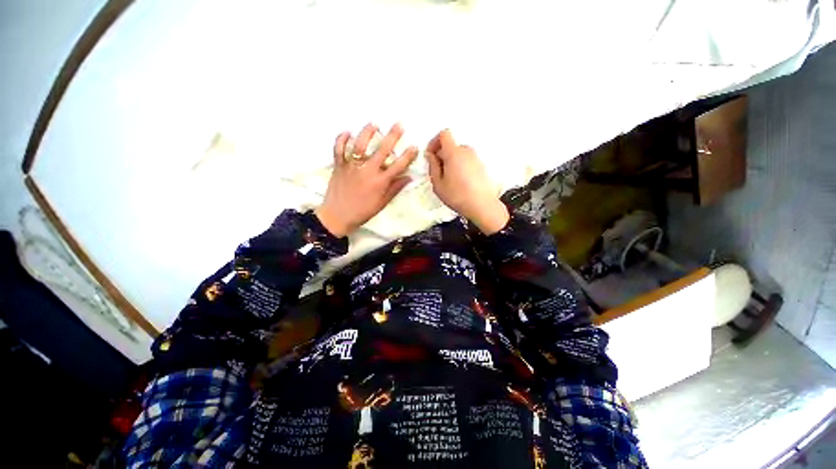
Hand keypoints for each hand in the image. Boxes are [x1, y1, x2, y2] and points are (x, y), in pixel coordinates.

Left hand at [315, 123, 418, 237]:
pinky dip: (342, 139)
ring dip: (367, 133)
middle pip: (382, 151)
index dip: (407, 156)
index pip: (397, 166)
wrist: (337, 216)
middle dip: (392, 136)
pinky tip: (347, 132)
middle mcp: (367, 171)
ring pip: (359, 145)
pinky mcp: (339, 166)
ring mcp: (351, 167)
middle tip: (399, 125)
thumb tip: (408, 177)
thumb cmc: (362, 212)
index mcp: (379, 182)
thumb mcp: (382, 203)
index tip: (414, 147)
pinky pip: (338, 149)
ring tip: (374, 123)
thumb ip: (394, 189)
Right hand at [425, 129, 508, 234]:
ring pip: (459, 154)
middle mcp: (466, 151)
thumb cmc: (457, 196)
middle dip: (442, 155)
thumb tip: (431, 155)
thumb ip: (432, 166)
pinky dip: (460, 166)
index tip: (430, 155)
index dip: (434, 142)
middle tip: (437, 172)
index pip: (444, 134)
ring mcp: (475, 158)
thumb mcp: (438, 184)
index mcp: (454, 153)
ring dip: (451, 161)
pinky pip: (466, 160)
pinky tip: (459, 182)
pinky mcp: (481, 166)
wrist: (482, 206)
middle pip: (451, 145)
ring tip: (448, 179)